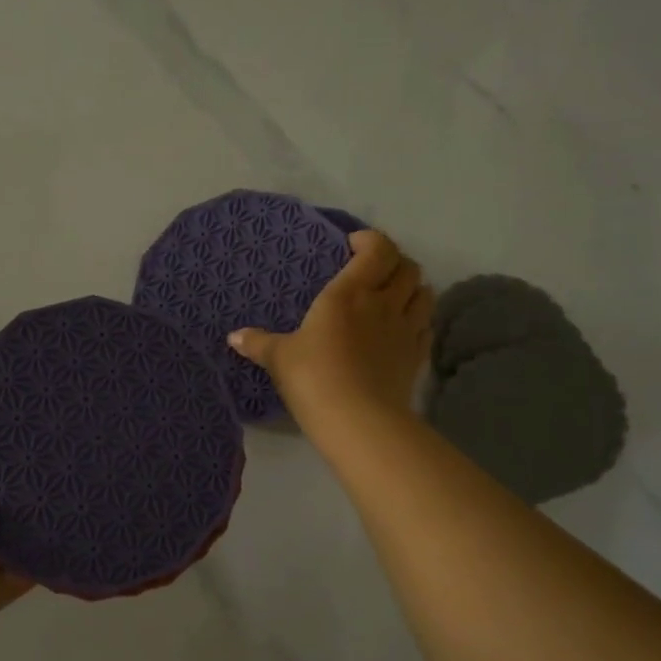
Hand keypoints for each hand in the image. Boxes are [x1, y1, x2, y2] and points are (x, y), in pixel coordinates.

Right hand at [227, 228, 433, 425]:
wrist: (358, 420)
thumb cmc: (314, 377)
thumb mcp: (279, 358)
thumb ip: (258, 343)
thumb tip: (234, 337)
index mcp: (350, 292)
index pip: (378, 249)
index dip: (370, 240)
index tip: (352, 246)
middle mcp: (384, 303)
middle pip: (408, 267)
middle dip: (394, 262)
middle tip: (373, 273)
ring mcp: (406, 330)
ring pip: (424, 293)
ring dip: (412, 289)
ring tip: (393, 297)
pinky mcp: (417, 357)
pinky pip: (426, 327)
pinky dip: (418, 321)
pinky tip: (402, 330)